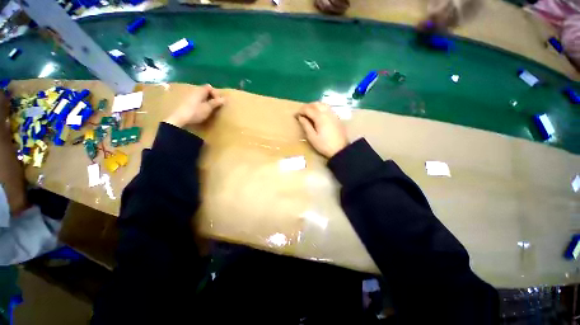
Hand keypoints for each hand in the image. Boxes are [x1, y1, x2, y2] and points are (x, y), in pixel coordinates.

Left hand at [164, 84, 224, 127]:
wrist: (180, 119)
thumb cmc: (196, 112)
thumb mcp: (208, 108)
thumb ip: (216, 103)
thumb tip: (224, 99)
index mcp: (199, 91)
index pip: (209, 87)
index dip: (215, 93)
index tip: (218, 102)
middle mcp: (193, 91)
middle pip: (204, 91)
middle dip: (210, 97)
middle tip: (214, 106)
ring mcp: (188, 97)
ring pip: (199, 96)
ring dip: (205, 101)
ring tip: (208, 109)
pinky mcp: (185, 103)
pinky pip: (195, 100)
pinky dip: (200, 104)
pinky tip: (200, 111)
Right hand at [296, 102, 347, 158]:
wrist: (340, 149)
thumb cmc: (324, 145)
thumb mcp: (312, 137)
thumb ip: (306, 125)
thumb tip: (300, 117)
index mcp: (320, 117)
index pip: (308, 109)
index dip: (300, 111)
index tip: (295, 115)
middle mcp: (327, 112)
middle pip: (315, 104)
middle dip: (306, 107)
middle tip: (301, 113)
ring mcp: (333, 114)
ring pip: (322, 104)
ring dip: (314, 106)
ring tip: (308, 112)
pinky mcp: (336, 117)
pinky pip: (327, 107)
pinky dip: (320, 107)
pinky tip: (318, 114)